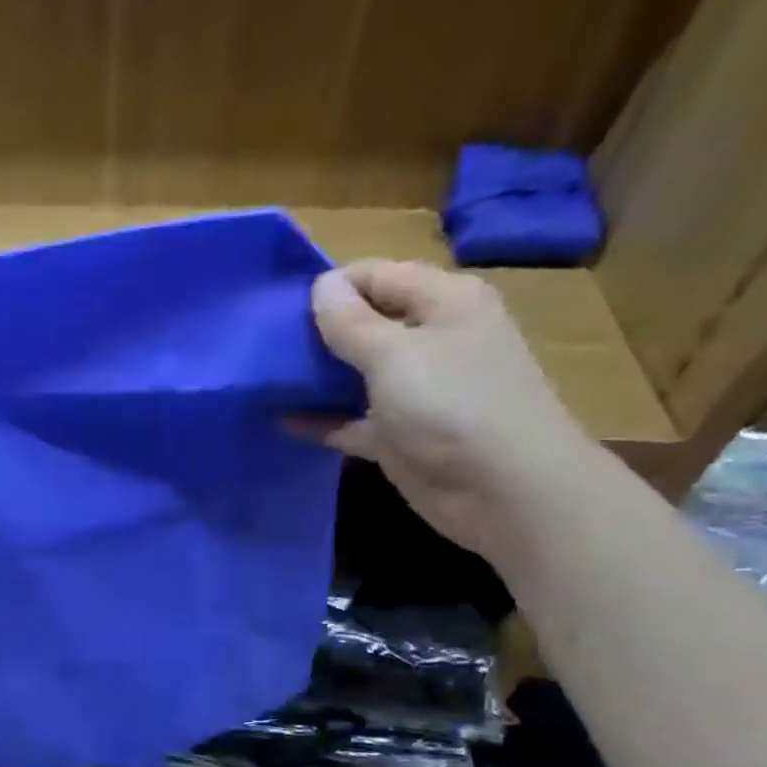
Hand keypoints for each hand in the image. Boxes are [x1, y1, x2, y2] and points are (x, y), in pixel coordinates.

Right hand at [288, 260, 595, 558]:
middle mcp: (431, 340)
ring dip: (317, 377)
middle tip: (265, 343)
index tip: (280, 306)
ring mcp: (415, 391)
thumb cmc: (452, 405)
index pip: (379, 276)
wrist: (501, 490)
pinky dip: (322, 420)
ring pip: (356, 374)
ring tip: (265, 378)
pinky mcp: (399, 435)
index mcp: (443, 303)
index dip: (332, 286)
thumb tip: (322, 285)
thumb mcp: (395, 355)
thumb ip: (352, 322)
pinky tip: (282, 421)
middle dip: (319, 331)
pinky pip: (352, 420)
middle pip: (366, 324)